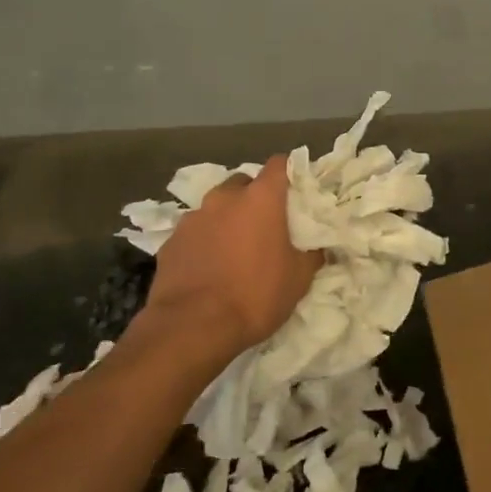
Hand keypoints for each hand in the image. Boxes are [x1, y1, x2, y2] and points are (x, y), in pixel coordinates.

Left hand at [143, 157, 322, 357]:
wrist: (193, 326)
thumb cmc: (255, 295)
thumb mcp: (299, 279)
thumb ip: (312, 254)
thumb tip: (319, 246)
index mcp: (260, 198)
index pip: (279, 164)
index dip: (289, 173)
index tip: (296, 191)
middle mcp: (225, 198)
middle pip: (244, 183)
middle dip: (254, 197)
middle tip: (265, 225)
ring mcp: (194, 217)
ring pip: (216, 207)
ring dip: (227, 219)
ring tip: (234, 249)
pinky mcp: (171, 241)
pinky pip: (195, 232)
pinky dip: (204, 241)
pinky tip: (208, 267)